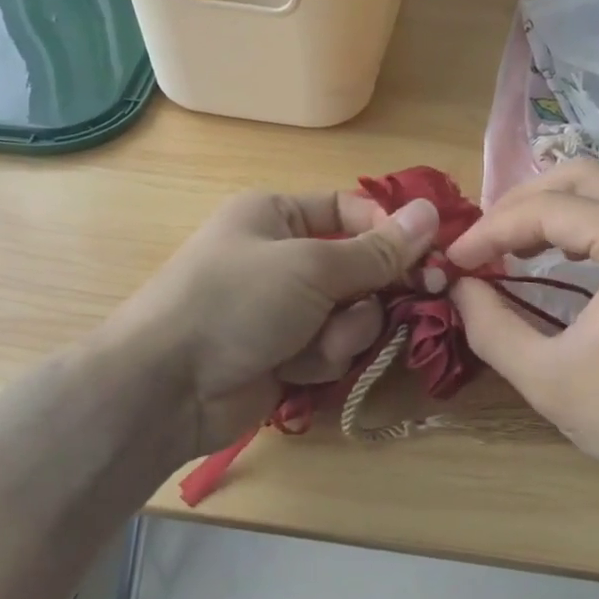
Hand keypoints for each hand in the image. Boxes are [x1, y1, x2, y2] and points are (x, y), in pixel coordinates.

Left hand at [107, 189, 439, 459]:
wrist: (166, 387)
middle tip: (402, 300)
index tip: (429, 257)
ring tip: (317, 343)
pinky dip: (322, 358)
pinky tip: (297, 367)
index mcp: (277, 215)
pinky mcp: (286, 352)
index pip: (351, 211)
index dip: (391, 232)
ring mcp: (284, 308)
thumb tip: (432, 213)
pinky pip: (331, 347)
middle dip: (370, 292)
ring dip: (344, 331)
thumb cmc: (235, 302)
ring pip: (351, 313)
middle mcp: (283, 256)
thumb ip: (377, 250)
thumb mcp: (310, 267)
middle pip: (359, 267)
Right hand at [446, 160, 598, 514]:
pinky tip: (561, 254)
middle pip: (581, 177)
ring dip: (555, 208)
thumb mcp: (548, 378)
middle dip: (523, 202)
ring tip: (512, 245)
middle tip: (483, 239)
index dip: (491, 230)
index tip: (454, 259)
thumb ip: (491, 326)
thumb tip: (459, 286)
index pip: (547, 210)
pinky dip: (588, 223)